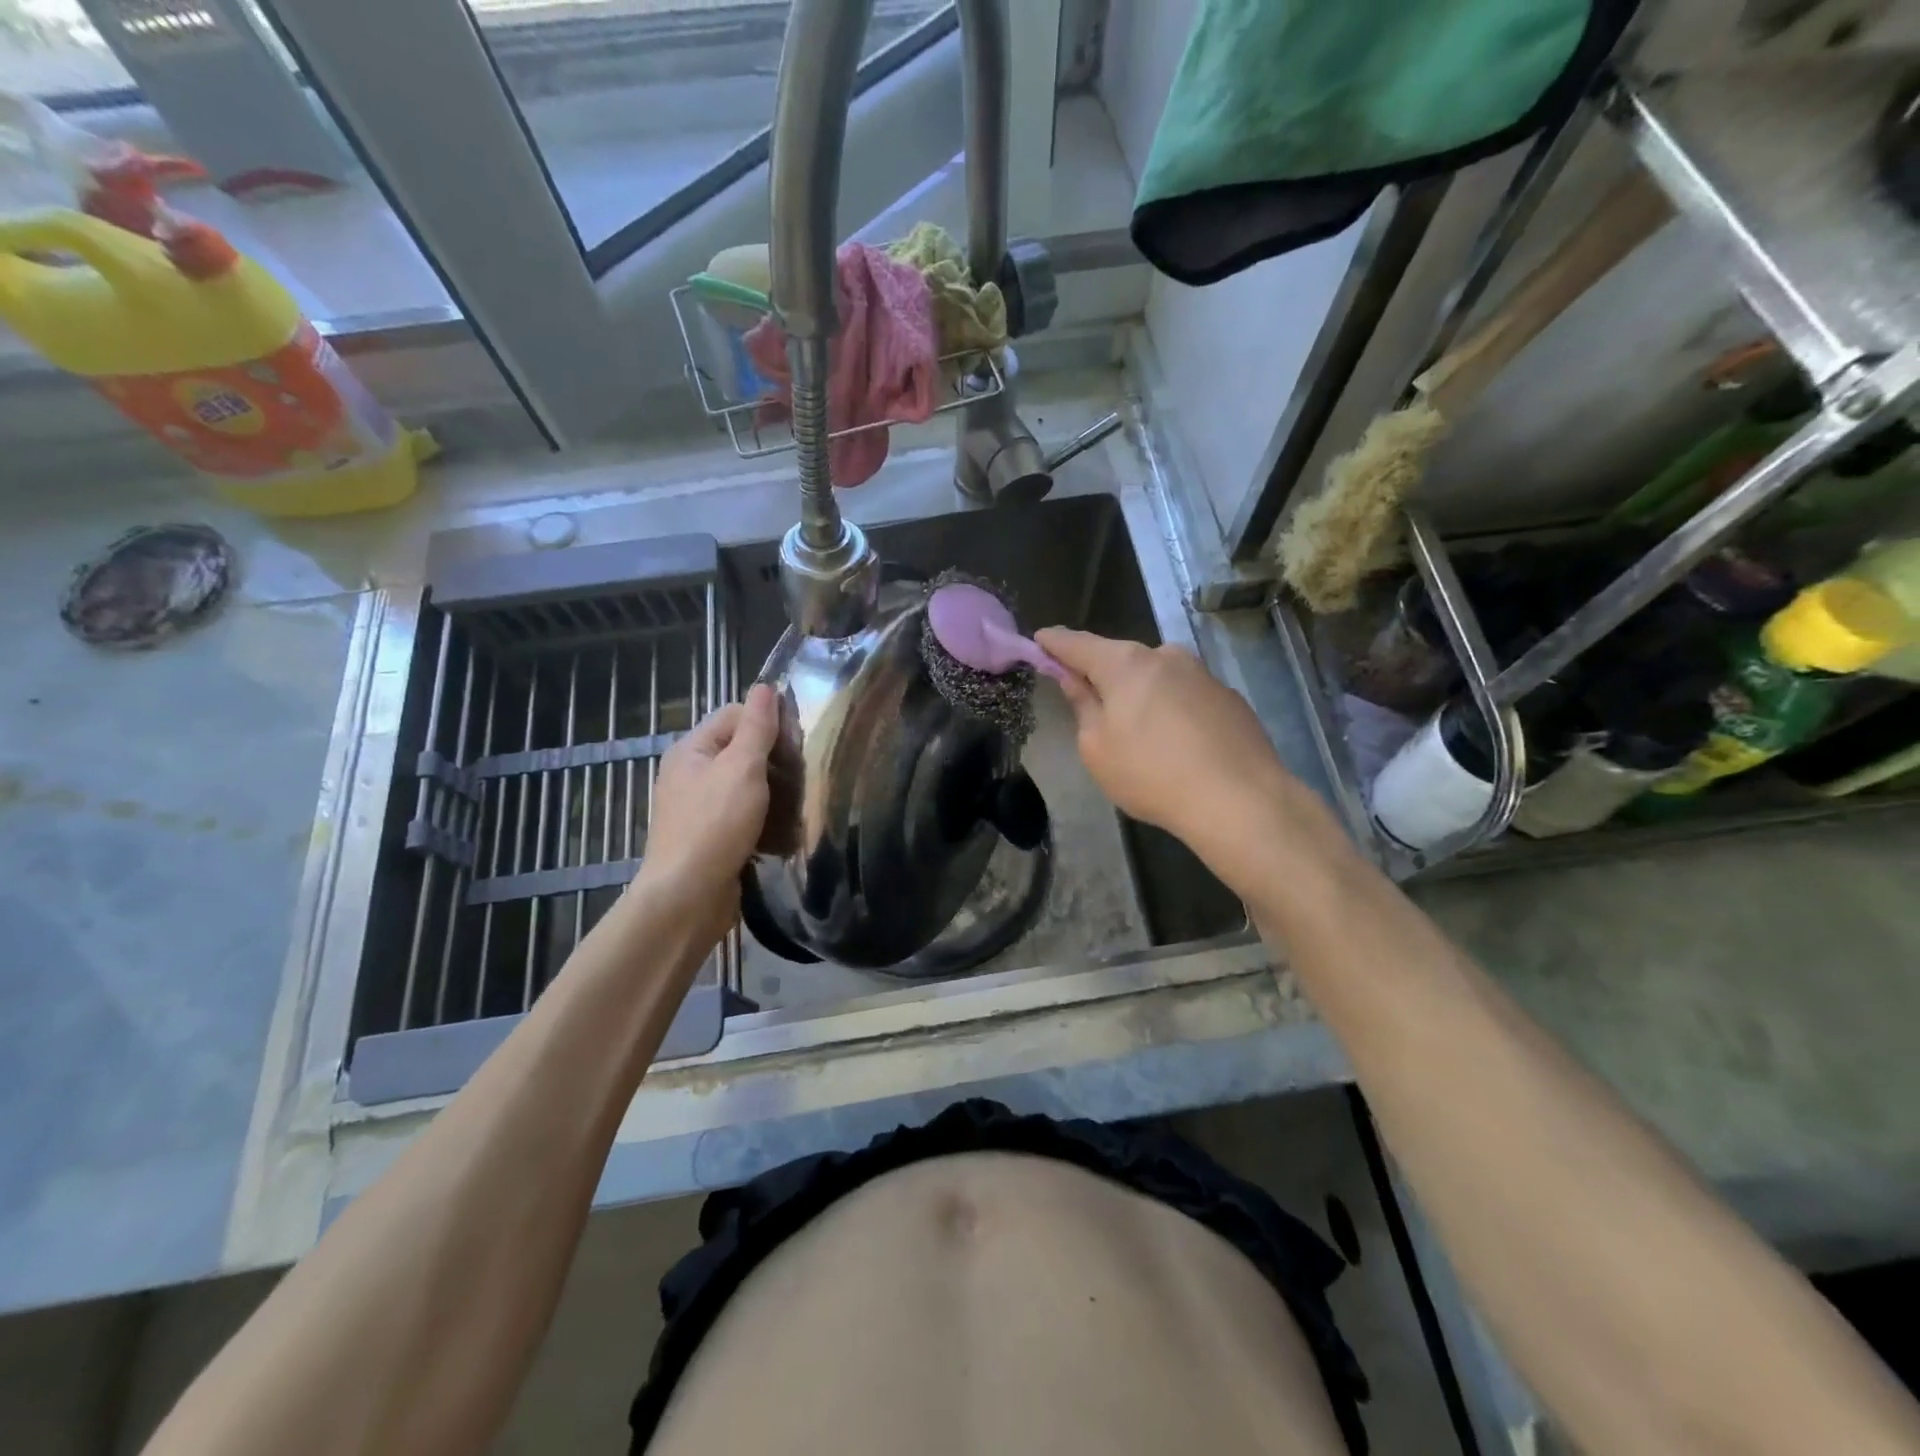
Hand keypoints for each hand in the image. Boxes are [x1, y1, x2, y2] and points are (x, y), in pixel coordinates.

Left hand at [633, 684, 778, 927]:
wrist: (688, 897)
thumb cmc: (715, 825)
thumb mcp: (741, 768)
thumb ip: (756, 727)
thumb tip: (765, 686)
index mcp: (691, 750)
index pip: (735, 715)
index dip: (766, 721)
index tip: (798, 741)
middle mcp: (690, 774)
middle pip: (740, 750)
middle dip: (773, 758)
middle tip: (805, 772)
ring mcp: (699, 808)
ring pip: (745, 785)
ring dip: (772, 790)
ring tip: (801, 799)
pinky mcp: (711, 837)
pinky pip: (743, 815)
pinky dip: (763, 818)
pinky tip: (784, 827)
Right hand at [1036, 629, 1327, 879]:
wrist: (1240, 800)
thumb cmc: (1152, 775)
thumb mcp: (1097, 749)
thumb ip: (1083, 706)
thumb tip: (1074, 679)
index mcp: (1126, 664)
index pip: (1077, 644)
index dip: (1054, 643)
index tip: (1039, 640)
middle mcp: (1165, 656)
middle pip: (1120, 659)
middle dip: (1102, 675)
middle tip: (1089, 702)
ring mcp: (1202, 674)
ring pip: (1156, 676)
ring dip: (1141, 694)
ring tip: (1139, 734)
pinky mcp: (1229, 697)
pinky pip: (1185, 696)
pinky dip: (1172, 709)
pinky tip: (1176, 744)